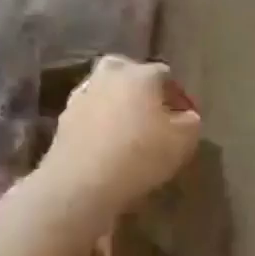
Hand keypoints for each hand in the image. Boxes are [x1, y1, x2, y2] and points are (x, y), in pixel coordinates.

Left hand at [42, 56, 202, 216]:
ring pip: (107, 92)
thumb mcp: (184, 141)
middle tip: (154, 114)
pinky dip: (100, 123)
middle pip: (129, 73)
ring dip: (118, 105)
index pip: (165, 74)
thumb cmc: (141, 155)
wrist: (82, 182)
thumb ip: (191, 122)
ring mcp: (82, 95)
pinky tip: (108, 144)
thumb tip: (186, 116)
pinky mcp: (63, 119)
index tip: (185, 117)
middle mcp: (109, 75)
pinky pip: (91, 114)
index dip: (178, 95)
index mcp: (140, 74)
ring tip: (130, 131)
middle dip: (142, 88)